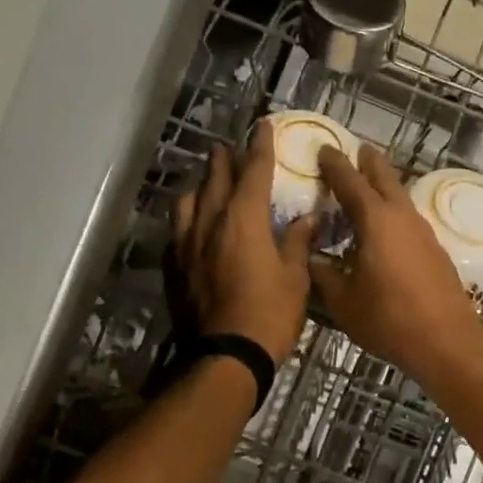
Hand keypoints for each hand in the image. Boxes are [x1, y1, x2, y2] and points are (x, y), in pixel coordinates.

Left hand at [171, 121, 316, 364]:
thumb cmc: (269, 315)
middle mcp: (210, 224)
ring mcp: (187, 246)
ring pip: (188, 202)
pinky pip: (178, 231)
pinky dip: (187, 218)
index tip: (262, 126)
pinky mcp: (175, 268)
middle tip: (228, 147)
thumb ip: (297, 242)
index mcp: (243, 221)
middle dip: (224, 160)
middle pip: (215, 181)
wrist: (226, 357)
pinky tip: (191, 224)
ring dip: (199, 186)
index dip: (260, 148)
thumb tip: (306, 217)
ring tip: (205, 181)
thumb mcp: (295, 278)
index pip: (253, 173)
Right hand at [309, 144, 482, 383]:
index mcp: (375, 221)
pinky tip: (386, 228)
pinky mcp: (435, 250)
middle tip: (358, 150)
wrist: (446, 341)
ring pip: (400, 197)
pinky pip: (408, 218)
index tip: (324, 148)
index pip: (350, 182)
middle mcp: (402, 217)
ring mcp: (423, 232)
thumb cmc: (389, 319)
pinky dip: (393, 212)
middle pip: (384, 178)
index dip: (334, 164)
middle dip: (369, 162)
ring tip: (370, 185)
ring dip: (384, 186)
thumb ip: (323, 274)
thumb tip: (310, 258)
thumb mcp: (343, 301)